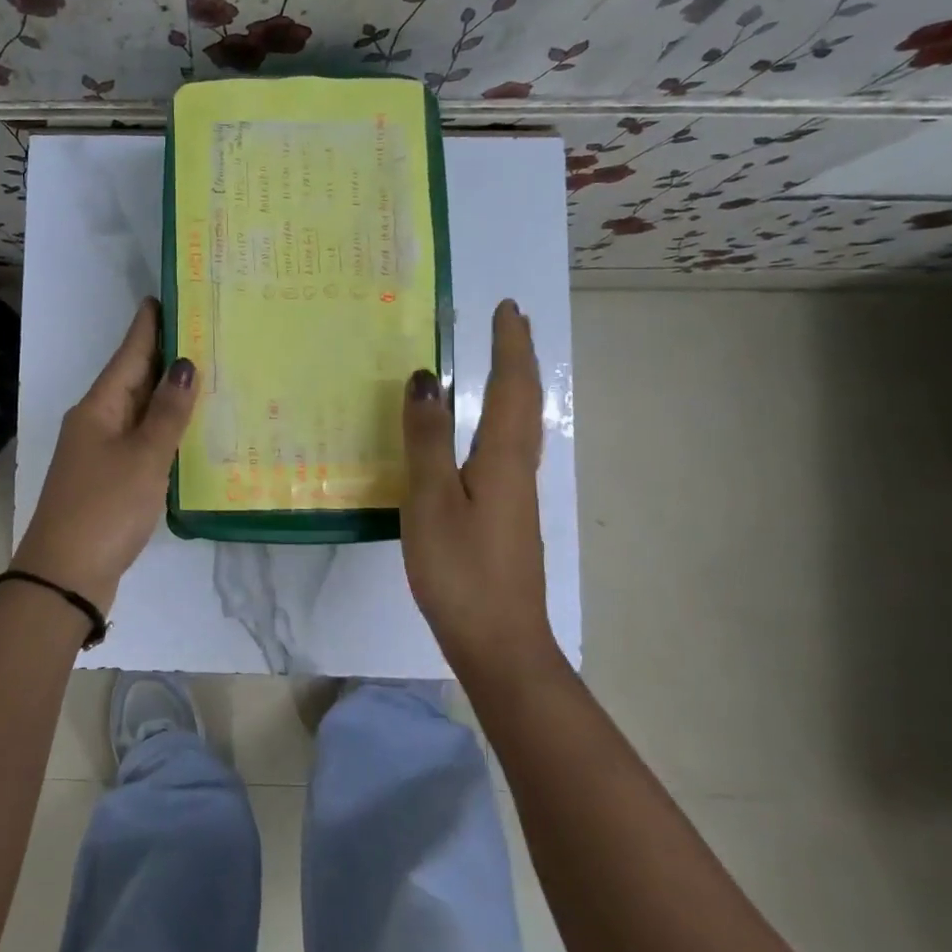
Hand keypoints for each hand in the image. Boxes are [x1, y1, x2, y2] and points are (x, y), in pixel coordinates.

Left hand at [13, 298, 196, 609]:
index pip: (129, 354)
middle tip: (204, 332)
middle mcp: (96, 422)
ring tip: (206, 374)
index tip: (165, 296)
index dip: (148, 326)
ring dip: (167, 395)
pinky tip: (189, 430)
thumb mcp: (143, 457)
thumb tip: (185, 364)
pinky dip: (164, 431)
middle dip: (165, 357)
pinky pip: (141, 442)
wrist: (65, 576)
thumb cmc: (105, 508)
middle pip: (133, 380)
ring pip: (139, 412)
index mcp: (99, 407)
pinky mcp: (110, 480)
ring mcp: (101, 453)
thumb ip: (167, 413)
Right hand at [400, 299, 555, 668]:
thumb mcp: (431, 501)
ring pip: (519, 427)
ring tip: (493, 364)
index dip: (510, 346)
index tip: (506, 307)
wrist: (500, 644)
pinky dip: (496, 421)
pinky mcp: (505, 518)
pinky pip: (504, 450)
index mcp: (503, 459)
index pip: (512, 388)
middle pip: (525, 403)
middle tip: (506, 324)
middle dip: (517, 359)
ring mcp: (514, 497)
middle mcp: (517, 470)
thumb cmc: (461, 570)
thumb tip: (427, 377)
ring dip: (511, 388)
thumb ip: (427, 439)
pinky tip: (476, 435)